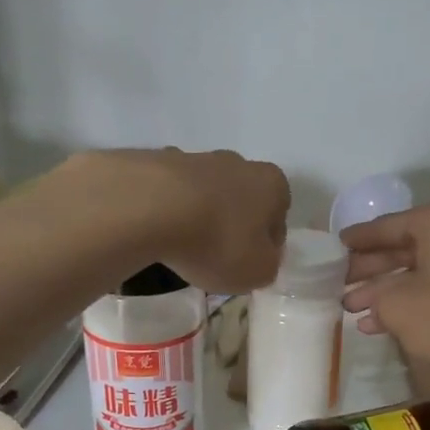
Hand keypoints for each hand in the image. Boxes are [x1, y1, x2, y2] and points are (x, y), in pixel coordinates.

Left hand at [82, 148, 289, 294]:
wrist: (150, 208)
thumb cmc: (218, 242)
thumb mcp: (258, 271)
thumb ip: (268, 264)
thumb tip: (261, 256)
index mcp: (271, 184)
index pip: (279, 215)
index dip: (267, 242)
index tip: (250, 262)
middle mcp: (238, 162)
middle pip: (242, 198)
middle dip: (233, 223)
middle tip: (217, 255)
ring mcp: (195, 157)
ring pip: (205, 192)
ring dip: (201, 214)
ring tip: (183, 246)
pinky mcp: (157, 161)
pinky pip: (170, 191)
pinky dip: (168, 207)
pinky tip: (157, 230)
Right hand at [341, 200, 429, 387]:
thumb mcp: (397, 304)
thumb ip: (374, 299)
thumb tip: (368, 303)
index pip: (385, 226)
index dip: (356, 240)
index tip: (334, 247)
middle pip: (400, 249)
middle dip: (368, 269)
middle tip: (337, 282)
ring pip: (414, 273)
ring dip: (382, 291)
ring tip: (349, 308)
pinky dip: (405, 305)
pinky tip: (376, 324)